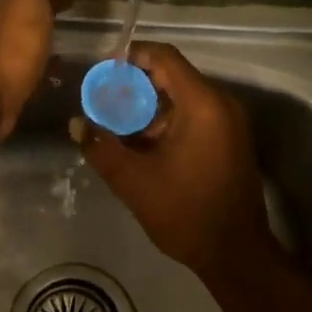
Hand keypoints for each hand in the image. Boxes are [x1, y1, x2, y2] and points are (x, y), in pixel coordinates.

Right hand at [70, 41, 276, 278]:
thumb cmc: (185, 213)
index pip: (164, 57)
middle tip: (103, 104)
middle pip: (172, 76)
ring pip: (182, 98)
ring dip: (149, 108)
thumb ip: (101, 147)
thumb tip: (76, 124)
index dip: (131, 57)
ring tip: (117, 129)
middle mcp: (221, 105)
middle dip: (134, 87)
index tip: (103, 72)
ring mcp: (229, 123)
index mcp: (202, 105)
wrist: (235, 254)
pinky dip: (167, 122)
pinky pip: (195, 116)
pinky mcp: (230, 140)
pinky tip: (142, 146)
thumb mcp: (133, 181)